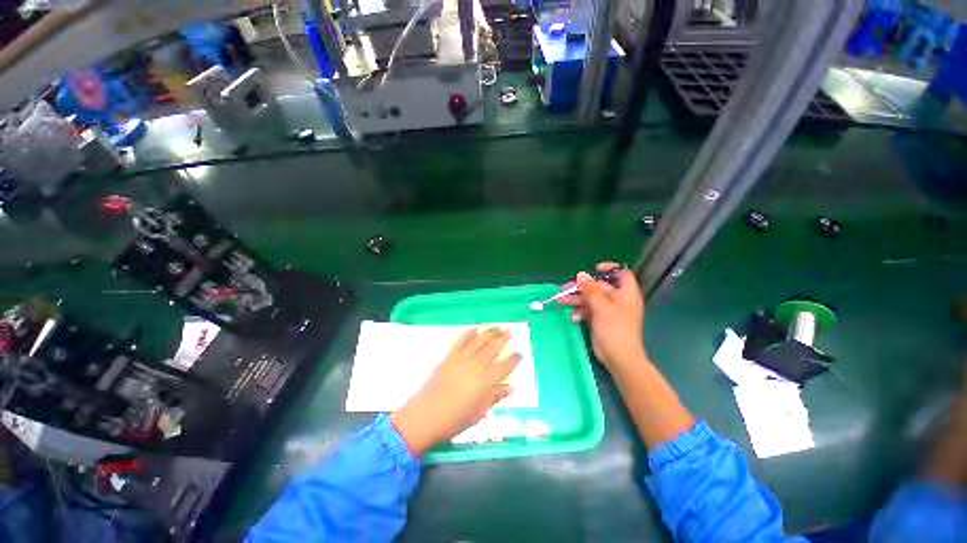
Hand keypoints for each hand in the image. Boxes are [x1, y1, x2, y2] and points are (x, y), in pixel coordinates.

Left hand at [391, 327, 520, 455]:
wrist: (425, 416)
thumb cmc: (455, 420)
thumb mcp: (479, 413)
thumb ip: (496, 397)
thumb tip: (511, 388)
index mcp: (486, 381)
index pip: (505, 366)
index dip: (514, 359)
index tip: (519, 353)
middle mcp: (476, 366)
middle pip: (493, 348)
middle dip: (503, 339)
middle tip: (509, 332)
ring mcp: (462, 359)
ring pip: (479, 341)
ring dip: (489, 332)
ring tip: (497, 327)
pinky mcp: (449, 356)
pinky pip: (461, 341)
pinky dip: (469, 333)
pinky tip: (476, 329)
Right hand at [560, 262, 646, 370]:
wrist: (620, 359)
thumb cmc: (615, 330)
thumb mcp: (601, 308)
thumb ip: (590, 290)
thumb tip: (581, 274)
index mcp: (626, 294)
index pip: (621, 274)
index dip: (609, 269)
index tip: (593, 269)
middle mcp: (619, 300)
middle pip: (600, 287)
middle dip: (582, 288)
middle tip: (564, 289)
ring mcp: (610, 311)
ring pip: (591, 299)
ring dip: (577, 300)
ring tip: (561, 302)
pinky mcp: (602, 321)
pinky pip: (590, 311)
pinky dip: (581, 312)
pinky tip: (573, 317)